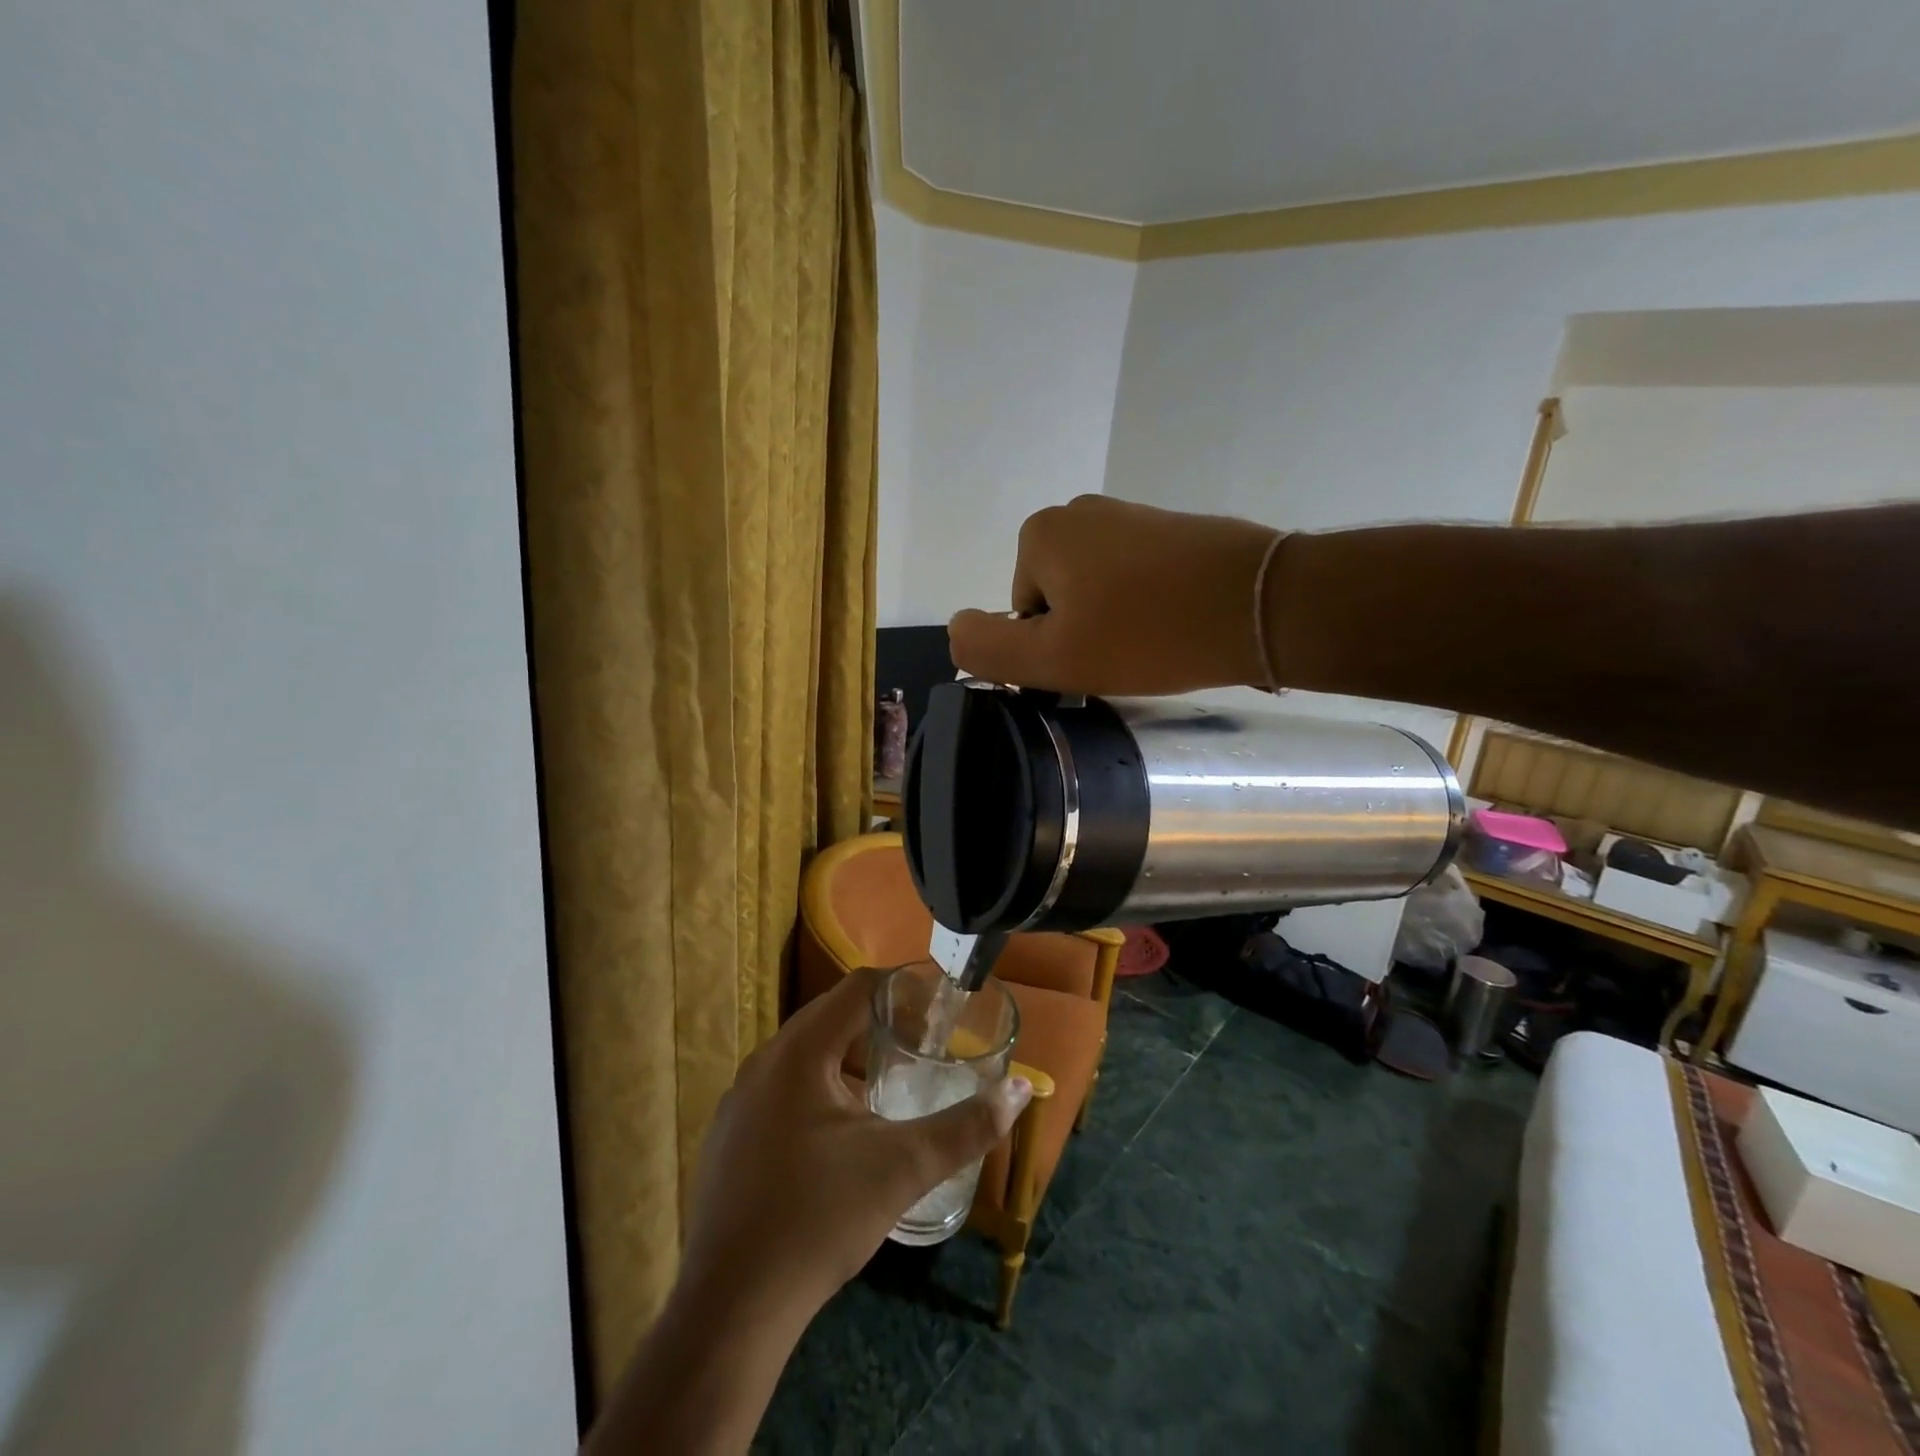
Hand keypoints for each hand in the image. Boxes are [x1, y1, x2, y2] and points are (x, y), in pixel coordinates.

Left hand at [678, 967, 1032, 1326]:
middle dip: (881, 1024)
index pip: (858, 987)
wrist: (730, 1311)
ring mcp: (739, 1101)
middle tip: (924, 1047)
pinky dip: (820, 1091)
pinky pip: (783, 1090)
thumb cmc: (819, 1221)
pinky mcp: (729, 1137)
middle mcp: (763, 1062)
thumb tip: (1021, 1090)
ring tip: (891, 1089)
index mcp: (800, 1052)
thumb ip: (966, 1127)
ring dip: (851, 1060)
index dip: (904, 989)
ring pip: (806, 1056)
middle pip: (831, 1016)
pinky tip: (843, 1138)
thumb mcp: (902, 1168)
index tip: (940, 1012)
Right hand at [947, 495, 1282, 695]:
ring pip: (1097, 592)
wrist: (1260, 603)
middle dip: (1082, 632)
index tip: (1092, 660)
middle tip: (1125, 655)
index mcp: (1041, 534)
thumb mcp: (1053, 658)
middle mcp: (1079, 511)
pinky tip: (1177, 624)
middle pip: (1057, 600)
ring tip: (1155, 642)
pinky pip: (1136, 580)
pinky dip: (1148, 607)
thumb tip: (956, 627)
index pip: (1021, 614)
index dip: (1051, 648)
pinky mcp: (1171, 529)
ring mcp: (1129, 515)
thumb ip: (988, 648)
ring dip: (1116, 623)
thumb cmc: (1147, 633)